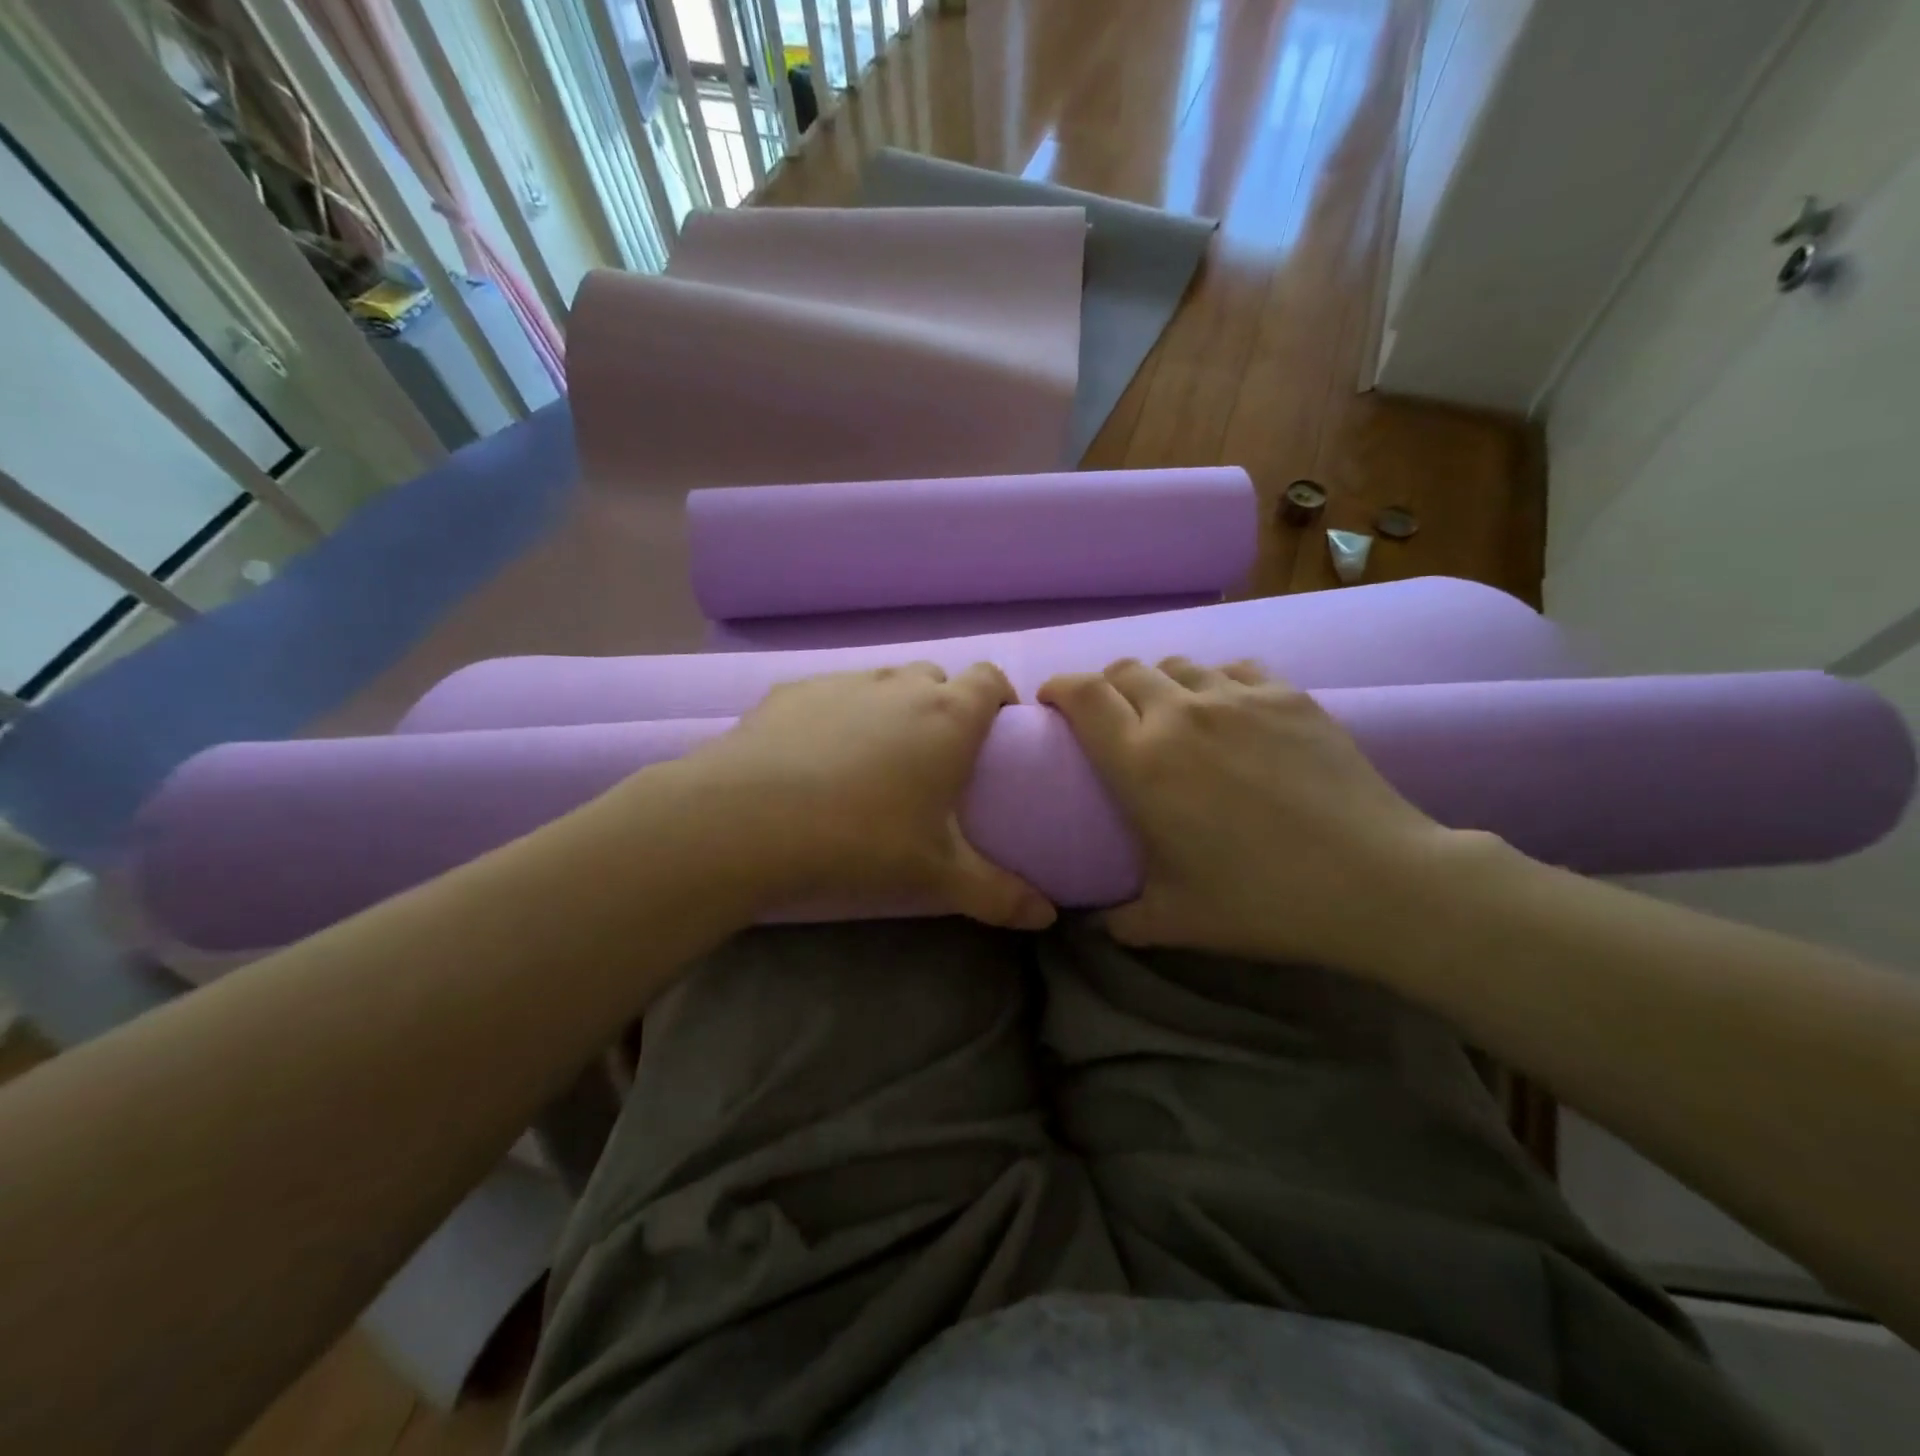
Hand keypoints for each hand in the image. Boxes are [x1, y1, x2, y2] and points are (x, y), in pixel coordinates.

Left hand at [682, 662, 1055, 929]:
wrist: (747, 820)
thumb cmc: (861, 840)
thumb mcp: (936, 874)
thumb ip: (997, 894)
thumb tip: (1047, 917)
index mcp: (947, 717)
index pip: (990, 679)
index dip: (999, 697)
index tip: (997, 730)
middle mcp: (899, 686)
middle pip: (936, 679)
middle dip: (945, 706)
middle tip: (936, 756)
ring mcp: (843, 682)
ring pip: (883, 682)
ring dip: (892, 708)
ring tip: (876, 758)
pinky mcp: (793, 692)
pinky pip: (831, 694)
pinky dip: (839, 715)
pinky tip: (816, 757)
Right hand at [1038, 657, 1468, 965]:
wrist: (1375, 881)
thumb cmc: (1262, 901)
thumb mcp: (1174, 920)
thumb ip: (1119, 919)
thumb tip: (1092, 922)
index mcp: (1142, 762)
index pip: (1082, 695)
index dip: (1058, 688)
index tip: (1052, 702)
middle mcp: (1181, 715)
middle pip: (1125, 670)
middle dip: (1105, 687)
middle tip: (1110, 718)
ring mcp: (1238, 697)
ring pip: (1178, 664)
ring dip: (1160, 684)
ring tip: (1170, 714)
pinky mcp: (1286, 694)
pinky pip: (1232, 669)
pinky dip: (1213, 683)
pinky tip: (1227, 712)